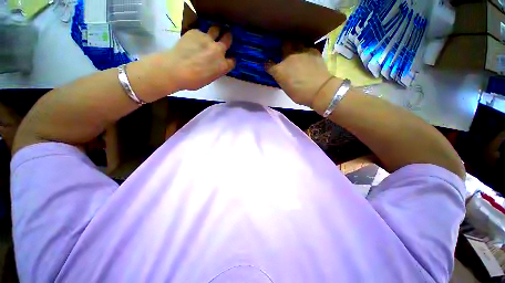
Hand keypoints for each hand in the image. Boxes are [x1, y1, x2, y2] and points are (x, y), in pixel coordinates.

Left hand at [165, 27, 234, 90]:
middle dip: (227, 37)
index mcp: (223, 65)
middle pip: (228, 39)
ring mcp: (207, 39)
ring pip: (216, 29)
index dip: (230, 59)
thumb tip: (214, 65)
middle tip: (224, 37)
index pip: (232, 61)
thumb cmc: (193, 81)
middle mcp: (218, 50)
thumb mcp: (210, 79)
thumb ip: (216, 70)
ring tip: (211, 34)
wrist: (175, 69)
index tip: (227, 59)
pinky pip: (200, 32)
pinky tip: (192, 41)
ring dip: (216, 31)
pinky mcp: (195, 32)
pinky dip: (199, 36)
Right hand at [267, 48, 331, 106]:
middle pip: (283, 45)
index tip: (269, 66)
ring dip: (294, 46)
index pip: (269, 65)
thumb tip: (281, 74)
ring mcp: (301, 52)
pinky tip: (307, 57)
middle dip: (283, 48)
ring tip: (296, 52)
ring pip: (295, 42)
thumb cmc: (300, 94)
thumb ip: (282, 78)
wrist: (320, 90)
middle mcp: (288, 57)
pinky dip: (305, 52)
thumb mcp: (286, 89)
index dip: (268, 65)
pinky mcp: (313, 51)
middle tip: (284, 53)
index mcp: (280, 70)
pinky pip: (306, 47)